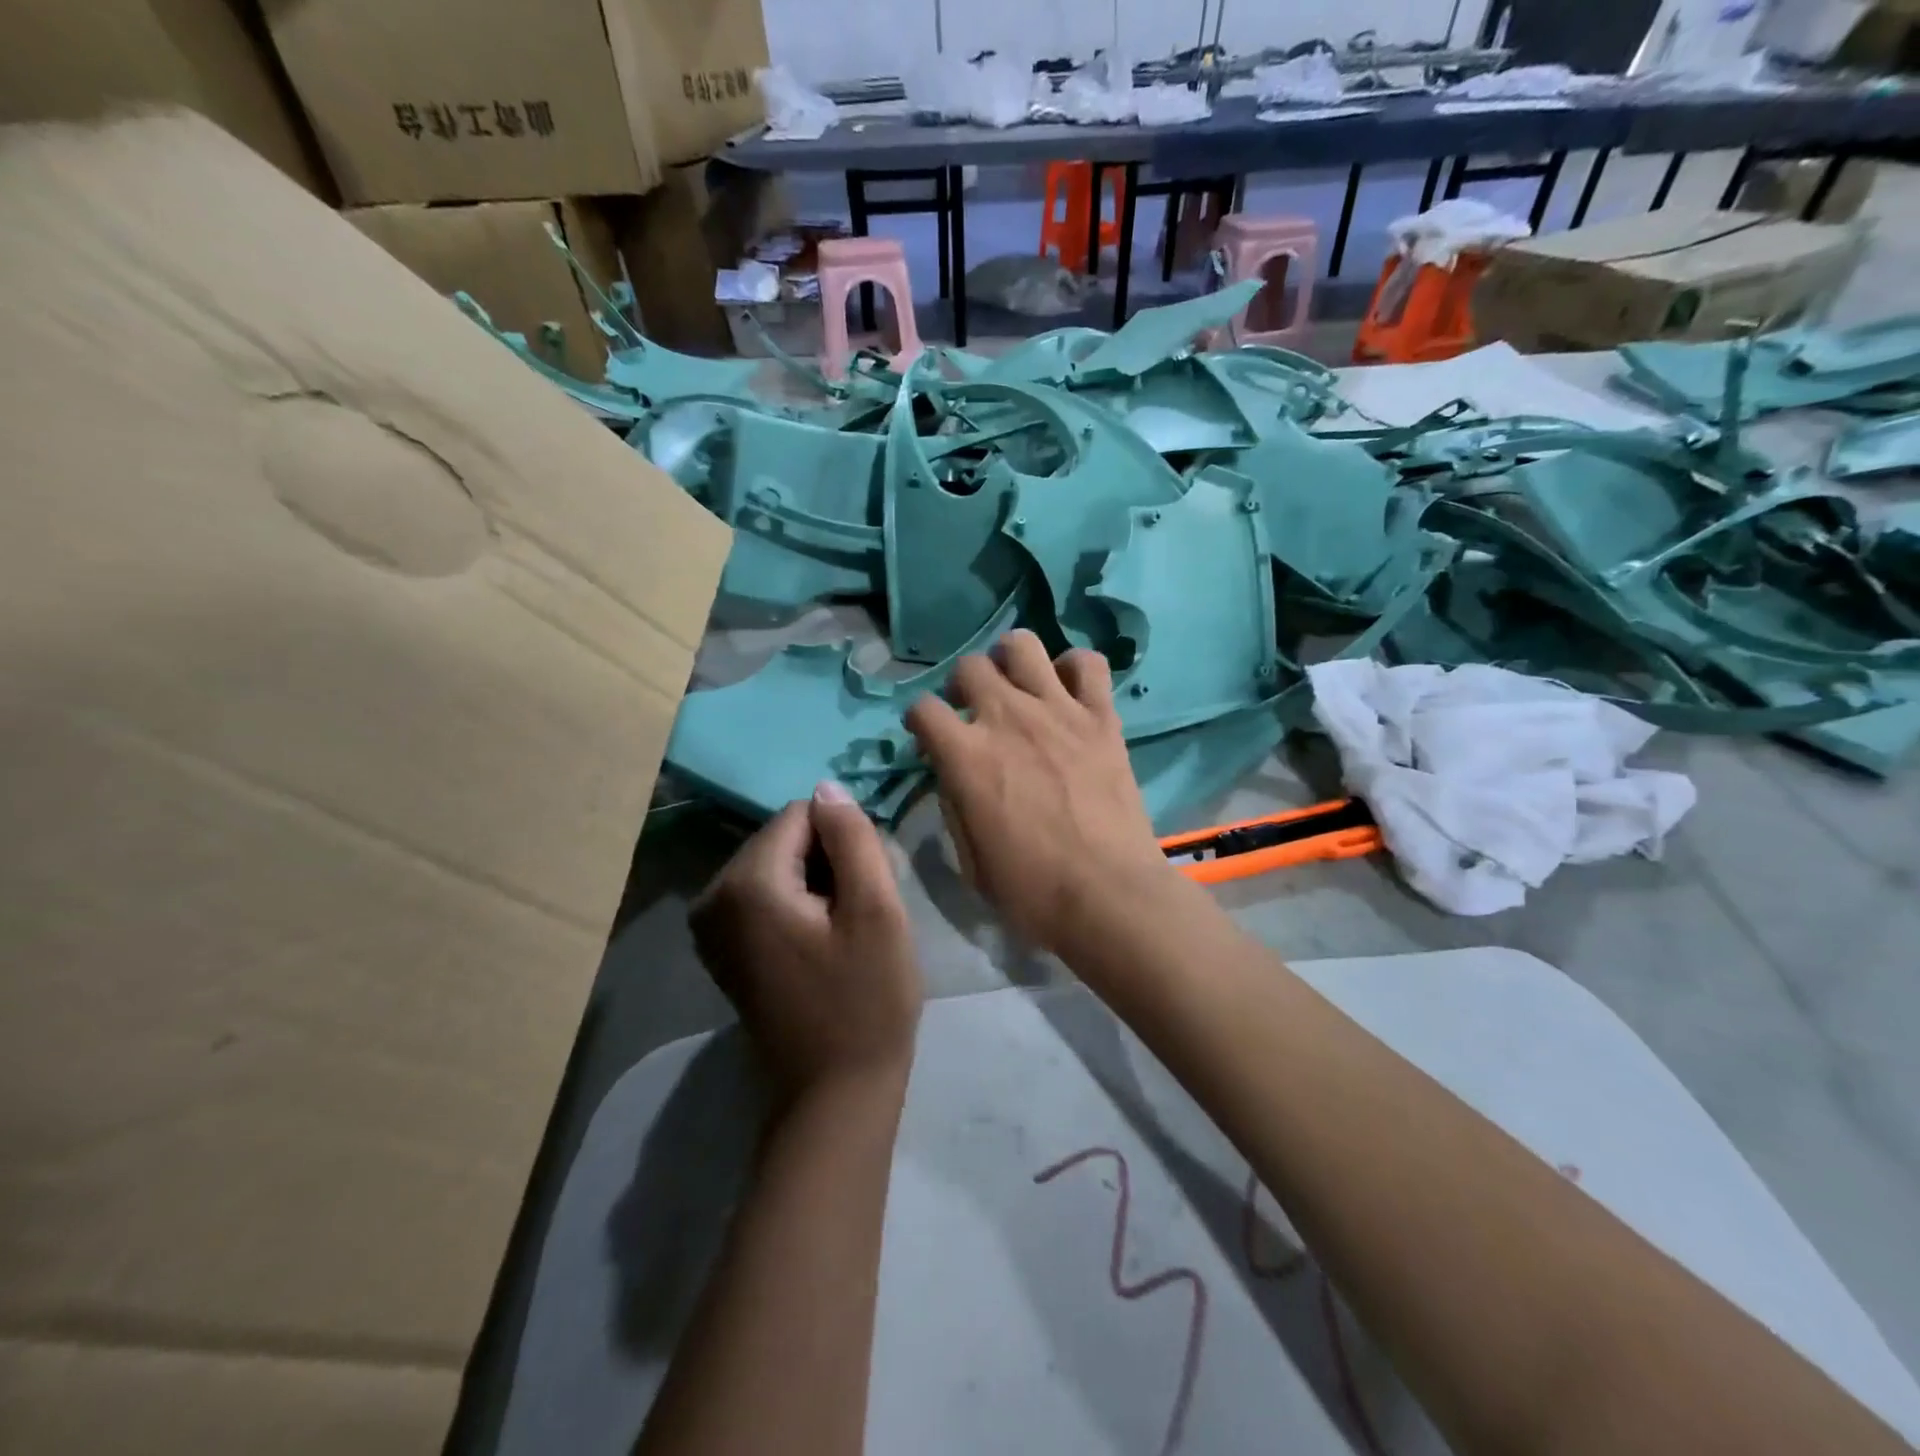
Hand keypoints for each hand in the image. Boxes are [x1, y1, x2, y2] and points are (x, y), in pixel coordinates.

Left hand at [691, 784, 922, 1103]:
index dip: (844, 842)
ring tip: (844, 933)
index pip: (803, 814)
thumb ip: (852, 836)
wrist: (835, 1095)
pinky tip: (822, 945)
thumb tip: (825, 786)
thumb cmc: (865, 1001)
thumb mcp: (876, 910)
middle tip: (860, 915)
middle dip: (829, 862)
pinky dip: (799, 906)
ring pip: (779, 866)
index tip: (867, 889)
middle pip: (785, 838)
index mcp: (746, 882)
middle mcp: (713, 896)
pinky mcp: (723, 948)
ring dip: (818, 885)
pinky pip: (766, 896)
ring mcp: (711, 926)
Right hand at [904, 630, 1178, 954]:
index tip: (929, 739)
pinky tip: (1069, 693)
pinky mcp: (1102, 717)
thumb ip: (955, 804)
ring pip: (1022, 645)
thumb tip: (955, 775)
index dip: (919, 722)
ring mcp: (1058, 711)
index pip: (922, 708)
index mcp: (966, 756)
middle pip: (970, 666)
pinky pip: (1088, 664)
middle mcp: (1007, 718)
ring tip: (1017, 688)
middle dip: (962, 687)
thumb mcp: (969, 859)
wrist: (1109, 896)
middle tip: (974, 713)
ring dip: (1010, 661)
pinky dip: (1074, 669)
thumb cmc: (1031, 891)